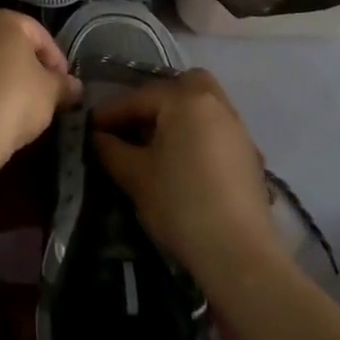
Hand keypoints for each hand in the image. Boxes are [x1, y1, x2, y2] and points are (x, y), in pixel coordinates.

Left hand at [0, 8, 81, 173]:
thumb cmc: (14, 103)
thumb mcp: (51, 93)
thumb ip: (64, 85)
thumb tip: (74, 86)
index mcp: (3, 19)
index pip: (38, 34)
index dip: (55, 58)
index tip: (64, 84)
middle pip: (3, 39)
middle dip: (21, 60)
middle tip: (37, 88)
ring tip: (2, 95)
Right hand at [92, 70, 276, 282]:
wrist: (239, 254)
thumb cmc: (181, 204)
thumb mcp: (136, 176)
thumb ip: (112, 150)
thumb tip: (99, 137)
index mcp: (186, 100)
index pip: (139, 97)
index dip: (111, 112)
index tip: (90, 126)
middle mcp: (215, 104)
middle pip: (182, 85)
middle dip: (155, 100)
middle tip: (133, 125)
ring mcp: (237, 129)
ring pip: (203, 106)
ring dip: (178, 117)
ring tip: (155, 145)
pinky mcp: (249, 155)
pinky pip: (216, 129)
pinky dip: (197, 135)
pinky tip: (183, 163)